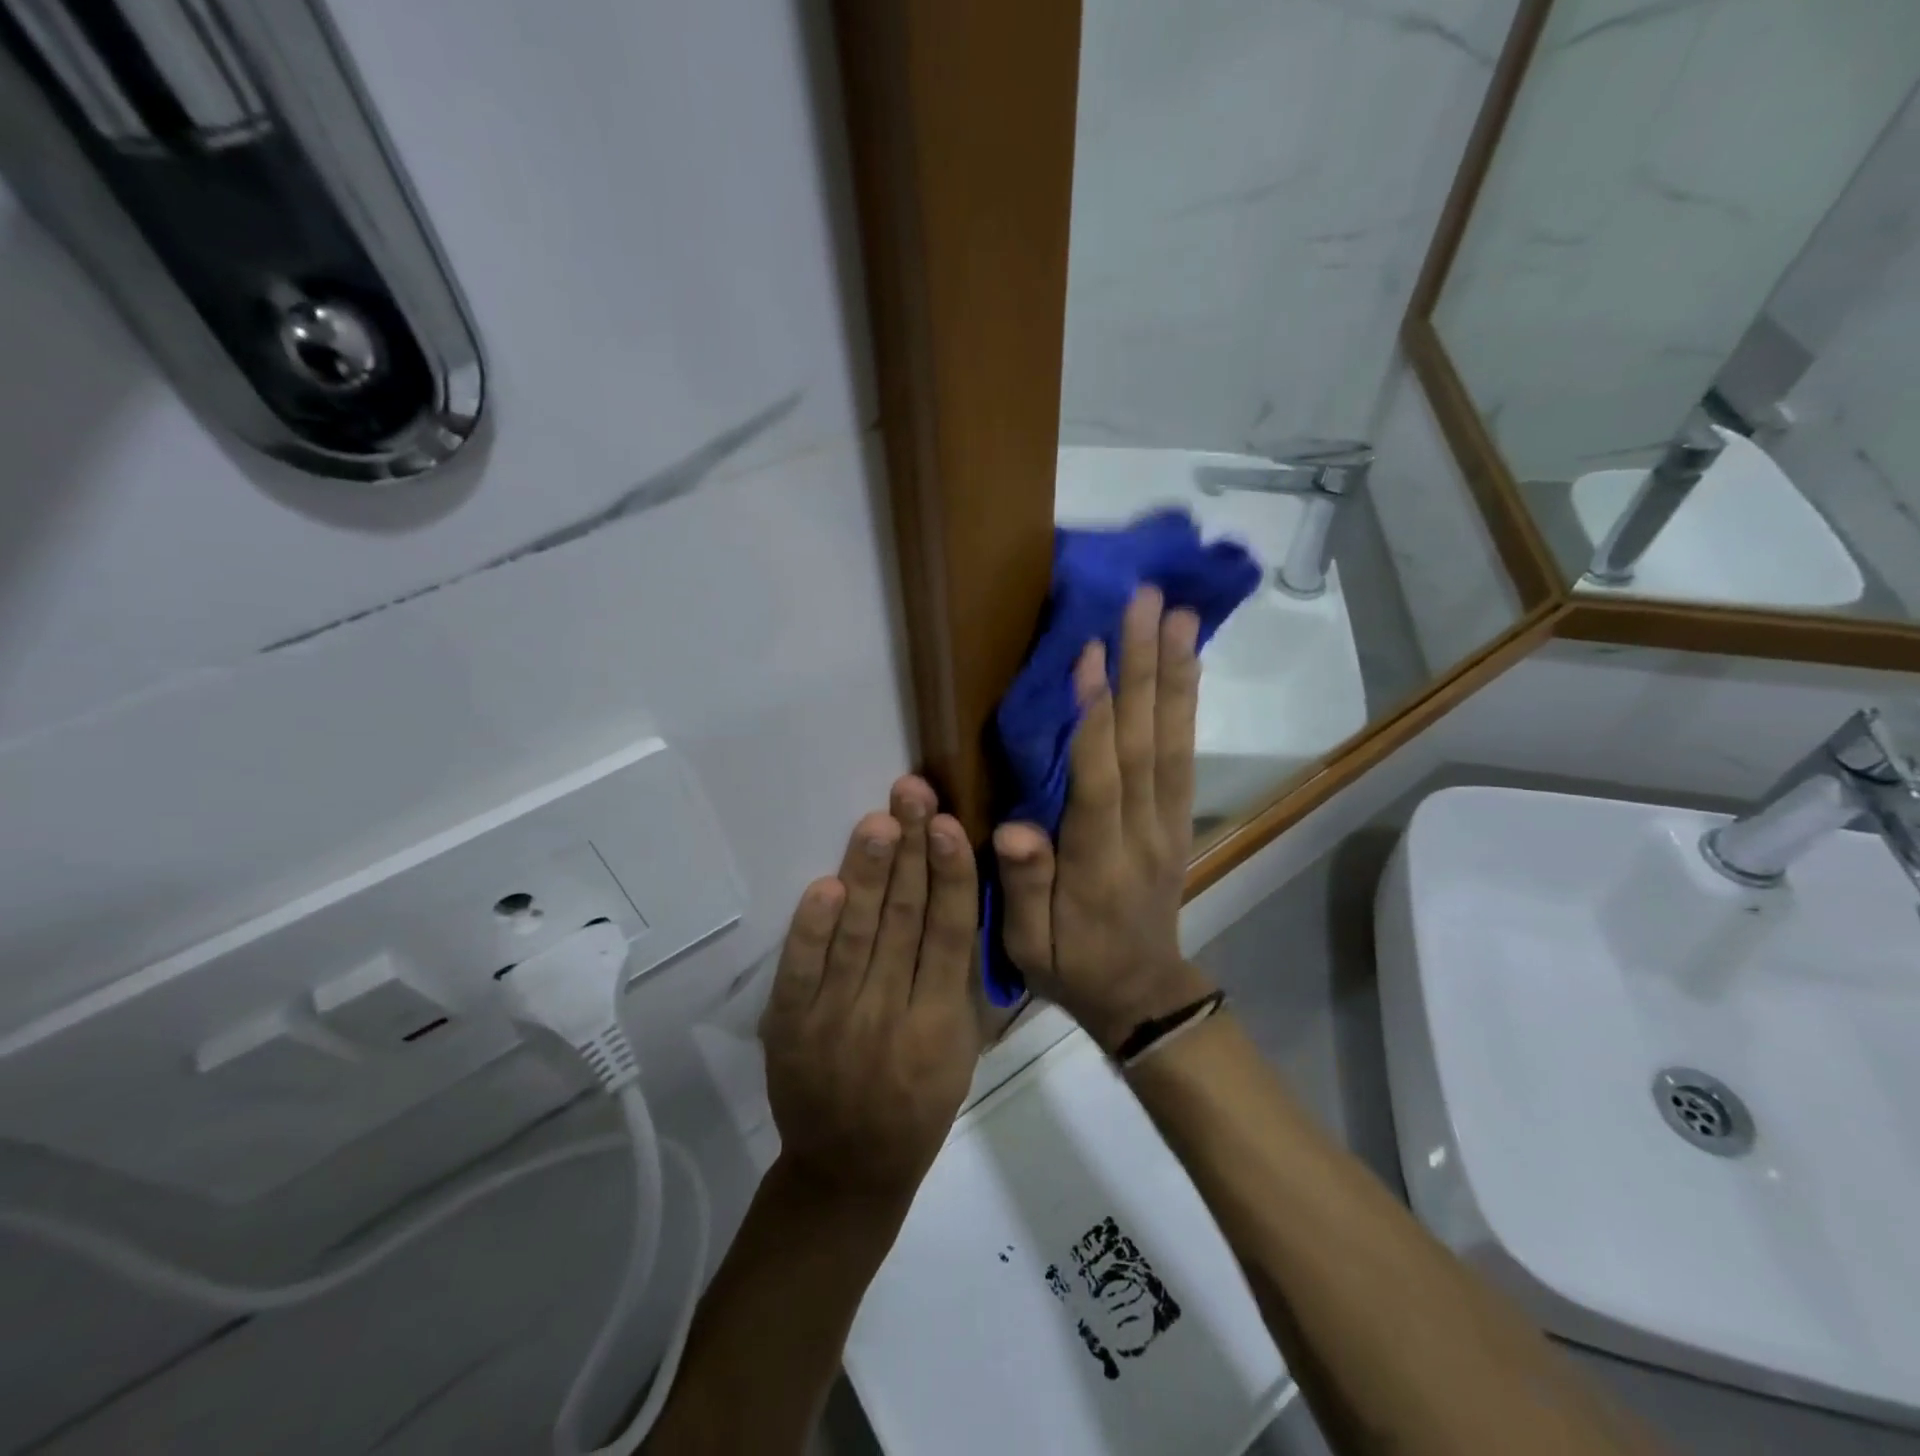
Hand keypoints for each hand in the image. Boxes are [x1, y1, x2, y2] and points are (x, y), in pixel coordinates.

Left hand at [760, 775, 981, 1201]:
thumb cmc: (919, 1107)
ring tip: (878, 821)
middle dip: (910, 852)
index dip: (951, 877)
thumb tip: (959, 900)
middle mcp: (891, 1016)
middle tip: (912, 795)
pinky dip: (812, 929)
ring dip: (867, 874)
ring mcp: (835, 1021)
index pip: (949, 935)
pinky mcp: (791, 1027)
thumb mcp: (960, 1052)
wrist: (846, 1171)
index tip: (950, 825)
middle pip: (903, 921)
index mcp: (941, 1025)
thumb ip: (960, 982)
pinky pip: (800, 971)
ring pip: (857, 935)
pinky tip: (826, 886)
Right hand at [993, 586, 1216, 1051]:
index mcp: (1098, 862)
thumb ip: (1024, 886)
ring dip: (1174, 674)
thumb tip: (1015, 829)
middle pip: (1144, 742)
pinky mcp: (1179, 816)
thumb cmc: (1074, 966)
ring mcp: (1168, 821)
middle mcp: (1142, 831)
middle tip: (1146, 602)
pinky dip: (1187, 704)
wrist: (1144, 993)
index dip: (1094, 717)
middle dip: (1143, 668)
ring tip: (1179, 615)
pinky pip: (1185, 754)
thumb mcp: (1030, 947)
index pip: (1099, 779)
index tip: (1090, 652)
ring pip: (1173, 739)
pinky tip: (1187, 663)